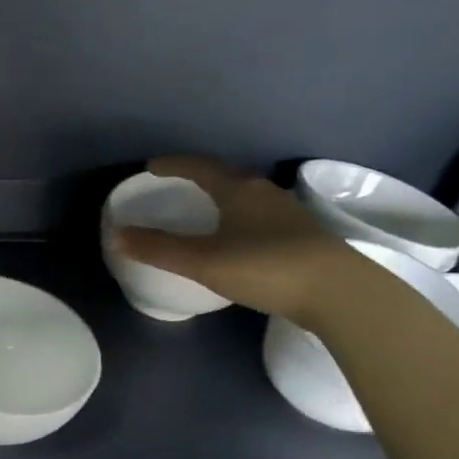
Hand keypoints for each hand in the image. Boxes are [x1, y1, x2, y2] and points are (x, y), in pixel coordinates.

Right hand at [112, 155, 358, 322]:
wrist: (341, 293)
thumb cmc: (265, 267)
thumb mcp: (203, 261)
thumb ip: (158, 249)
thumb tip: (117, 235)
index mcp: (238, 189)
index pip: (199, 167)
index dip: (173, 165)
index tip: (152, 167)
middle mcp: (265, 193)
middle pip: (227, 178)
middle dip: (200, 180)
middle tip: (178, 188)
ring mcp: (290, 214)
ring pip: (249, 198)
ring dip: (225, 201)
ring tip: (208, 214)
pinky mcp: (306, 237)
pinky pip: (263, 218)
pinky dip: (243, 221)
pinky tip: (242, 241)